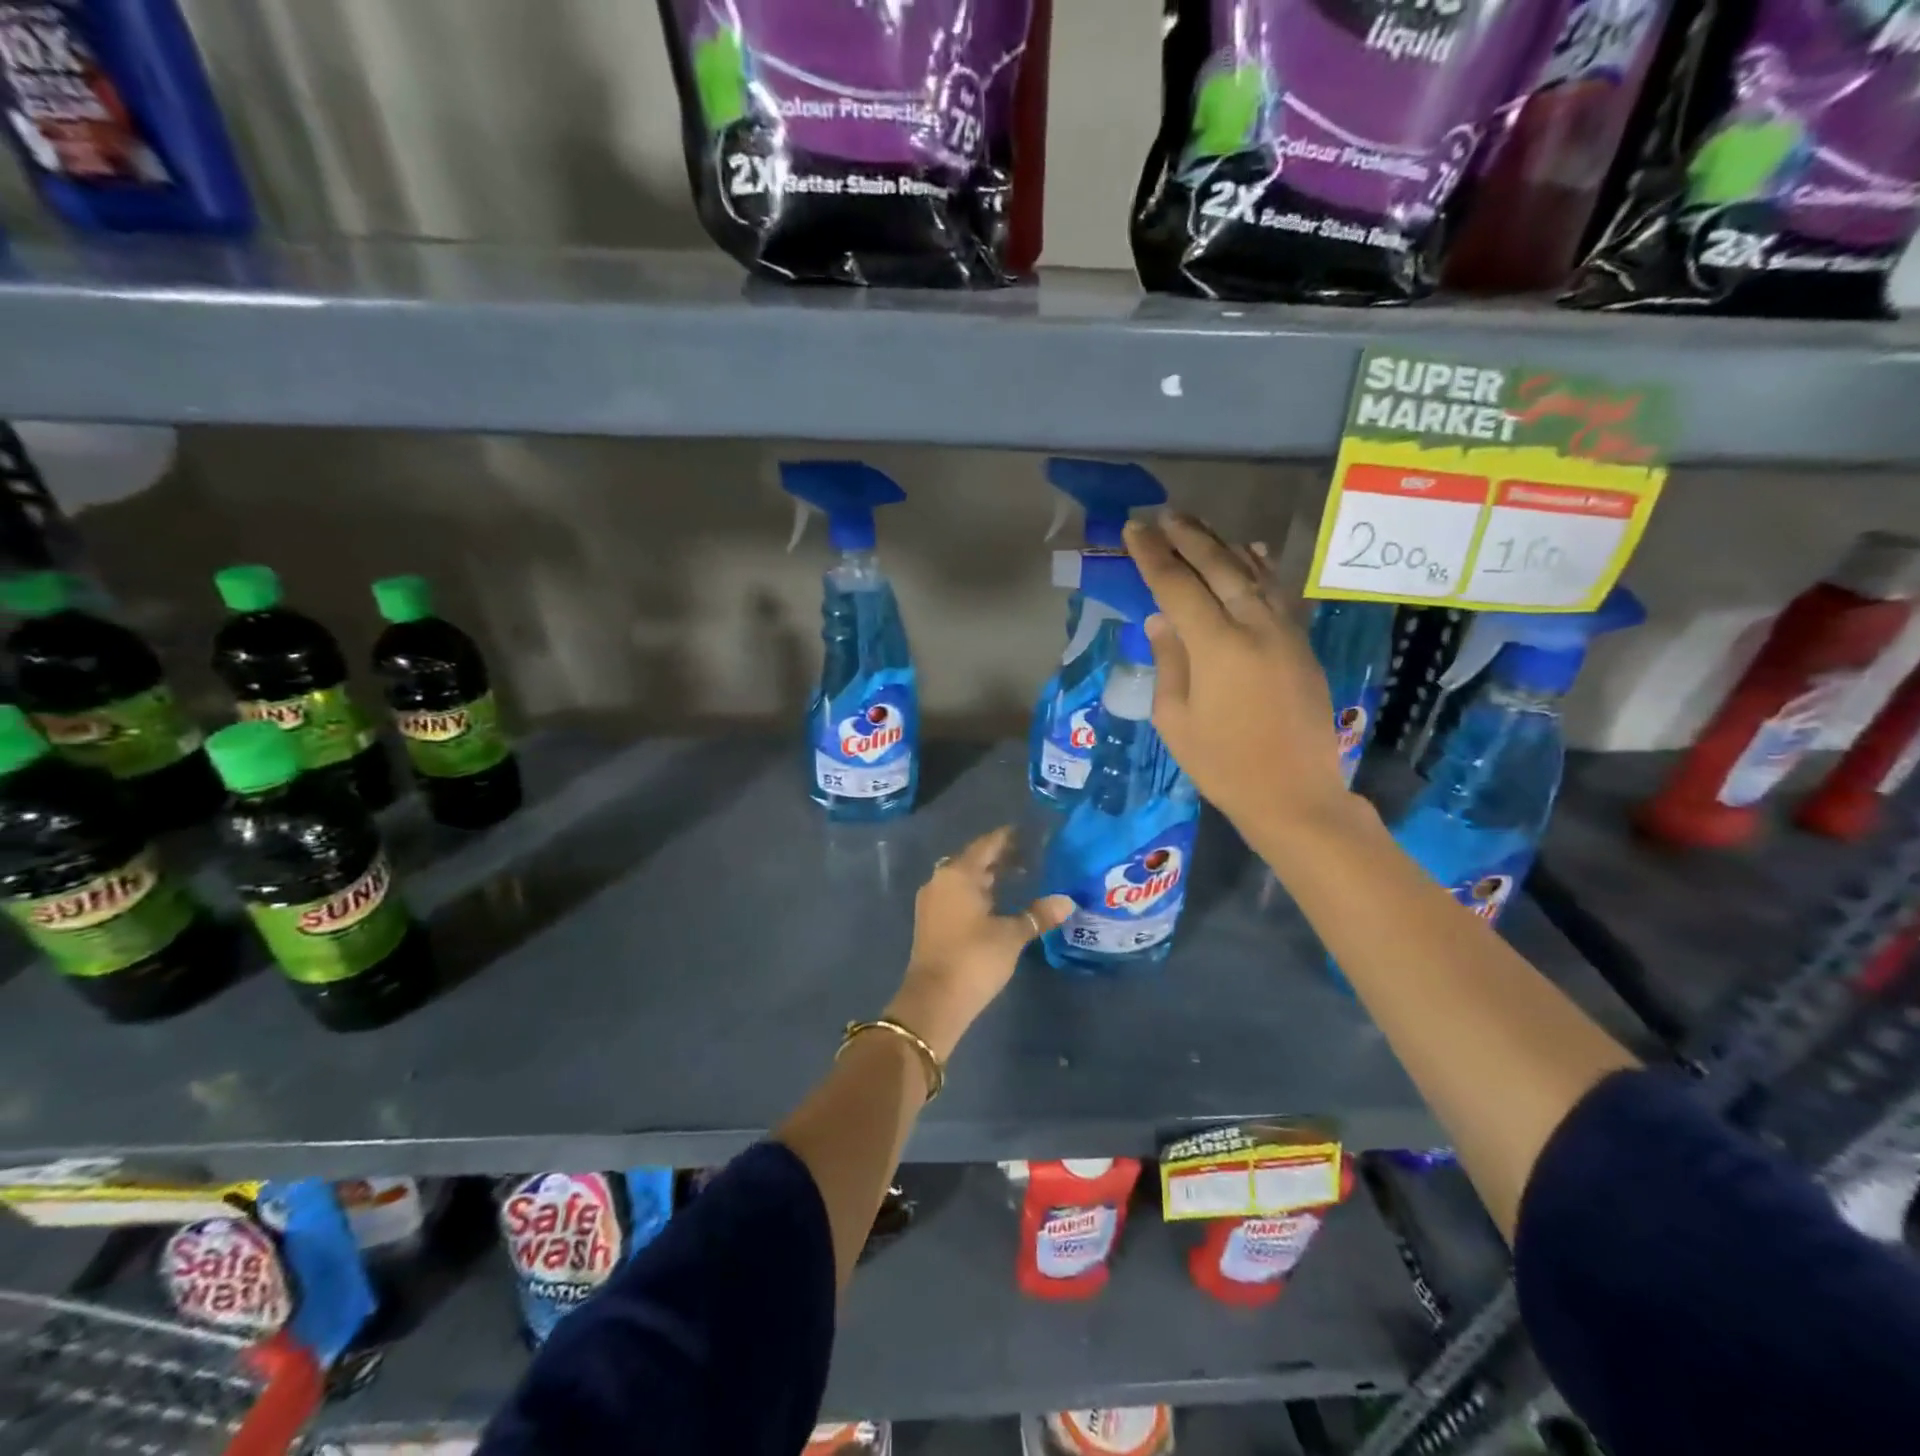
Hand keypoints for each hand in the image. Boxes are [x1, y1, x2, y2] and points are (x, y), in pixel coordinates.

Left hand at [886, 826, 1073, 1060]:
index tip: (1029, 833)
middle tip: (1030, 855)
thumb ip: (1038, 915)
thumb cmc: (974, 958)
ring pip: (964, 879)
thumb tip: (1067, 901)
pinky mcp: (932, 921)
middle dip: (1000, 857)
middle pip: (973, 860)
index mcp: (958, 874)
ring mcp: (933, 901)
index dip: (1007, 838)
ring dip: (988, 876)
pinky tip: (997, 901)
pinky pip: (958, 895)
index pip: (986, 845)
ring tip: (1020, 876)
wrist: (934, 1000)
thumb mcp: (1011, 935)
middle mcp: (941, 880)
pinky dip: (978, 892)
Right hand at [1124, 514, 1352, 846]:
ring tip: (1199, 526)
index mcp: (1217, 646)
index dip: (1153, 555)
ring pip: (1252, 573)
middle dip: (1188, 537)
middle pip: (1218, 567)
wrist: (1294, 794)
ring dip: (1223, 545)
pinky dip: (1261, 568)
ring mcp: (1284, 632)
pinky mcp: (1301, 644)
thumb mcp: (1175, 720)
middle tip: (1164, 515)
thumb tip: (1162, 621)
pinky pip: (1278, 593)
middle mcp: (1254, 626)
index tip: (1134, 529)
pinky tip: (1251, 552)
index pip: (1177, 586)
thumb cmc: (1223, 764)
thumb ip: (1169, 662)